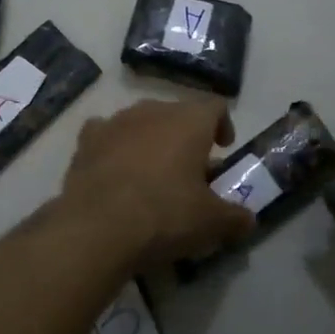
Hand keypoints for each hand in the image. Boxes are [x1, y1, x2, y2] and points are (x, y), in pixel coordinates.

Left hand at [55, 97, 256, 272]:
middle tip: (191, 170)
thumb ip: (235, 217)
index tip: (224, 147)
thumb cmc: (165, 215)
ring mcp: (115, 122)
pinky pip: (106, 134)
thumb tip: (247, 220)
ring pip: (141, 123)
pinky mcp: (86, 140)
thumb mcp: (212, 223)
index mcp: (189, 121)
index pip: (214, 107)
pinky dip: (115, 148)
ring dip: (150, 141)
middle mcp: (152, 111)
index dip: (223, 124)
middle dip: (185, 137)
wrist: (97, 226)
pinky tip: (115, 171)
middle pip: (176, 114)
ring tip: (153, 174)